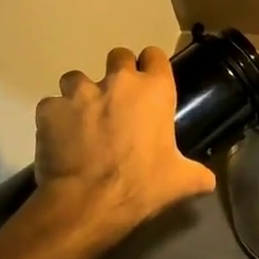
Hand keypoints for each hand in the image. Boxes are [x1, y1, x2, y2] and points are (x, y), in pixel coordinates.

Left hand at [32, 47, 215, 240]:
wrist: (88, 203)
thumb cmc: (142, 186)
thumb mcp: (180, 182)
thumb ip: (198, 174)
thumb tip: (209, 180)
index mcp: (154, 90)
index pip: (155, 55)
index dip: (151, 67)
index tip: (149, 84)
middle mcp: (118, 81)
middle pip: (118, 56)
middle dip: (117, 74)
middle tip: (117, 103)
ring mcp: (80, 92)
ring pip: (77, 78)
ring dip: (81, 94)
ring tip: (82, 120)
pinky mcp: (50, 109)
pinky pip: (51, 106)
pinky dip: (55, 119)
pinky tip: (59, 139)